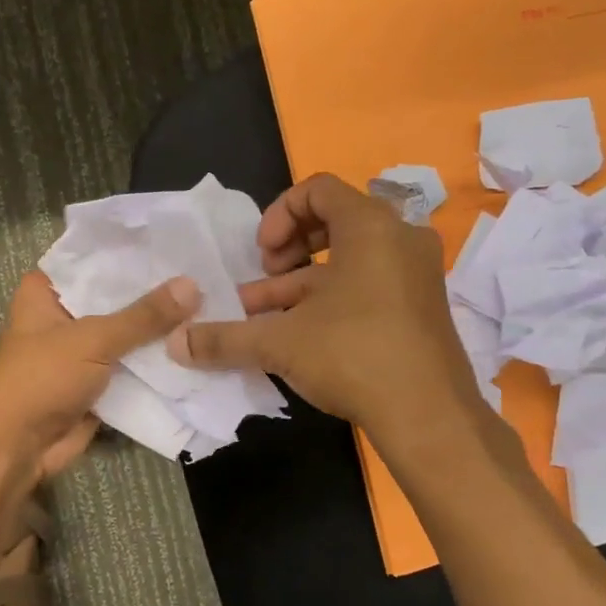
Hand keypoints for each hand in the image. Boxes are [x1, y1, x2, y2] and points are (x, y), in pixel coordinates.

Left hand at [0, 270, 200, 481]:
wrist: (16, 448)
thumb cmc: (40, 378)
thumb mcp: (92, 338)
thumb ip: (143, 316)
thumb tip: (194, 285)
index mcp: (47, 290)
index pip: (96, 258)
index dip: (135, 250)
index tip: (180, 238)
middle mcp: (65, 315)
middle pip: (117, 297)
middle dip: (157, 292)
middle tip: (208, 271)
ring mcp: (83, 351)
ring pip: (129, 334)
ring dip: (162, 330)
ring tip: (215, 303)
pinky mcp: (99, 383)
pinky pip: (134, 367)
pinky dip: (159, 363)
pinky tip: (200, 344)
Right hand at [169, 173, 489, 441]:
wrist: (430, 416)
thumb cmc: (353, 355)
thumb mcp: (279, 342)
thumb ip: (223, 338)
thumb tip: (174, 344)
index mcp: (370, 226)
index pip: (317, 189)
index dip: (277, 214)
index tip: (261, 255)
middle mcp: (399, 239)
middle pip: (333, 220)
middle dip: (287, 248)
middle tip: (265, 276)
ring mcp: (414, 274)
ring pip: (346, 260)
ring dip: (299, 282)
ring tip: (262, 315)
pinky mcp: (418, 306)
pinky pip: (367, 284)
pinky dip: (329, 299)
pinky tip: (295, 334)